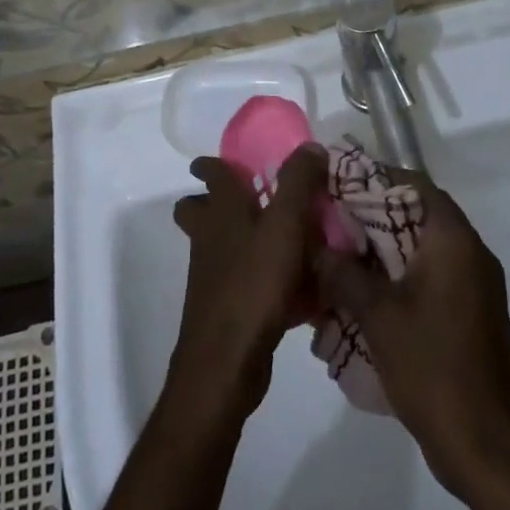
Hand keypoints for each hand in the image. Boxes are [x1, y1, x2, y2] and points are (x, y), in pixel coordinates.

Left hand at [169, 145, 329, 419]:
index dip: (213, 163)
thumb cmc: (253, 283)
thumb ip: (298, 182)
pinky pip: (243, 281)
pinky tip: (296, 291)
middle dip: (214, 201)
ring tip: (285, 242)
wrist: (225, 362)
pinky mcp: (224, 308)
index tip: (228, 160)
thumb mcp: (285, 225)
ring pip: (220, 245)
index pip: (211, 173)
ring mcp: (212, 274)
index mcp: (221, 210)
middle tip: (252, 199)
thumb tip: (311, 146)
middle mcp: (210, 237)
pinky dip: (261, 278)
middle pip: (198, 210)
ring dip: (242, 240)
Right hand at [312, 176, 509, 492]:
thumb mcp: (377, 315)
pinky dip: (400, 275)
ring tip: (341, 256)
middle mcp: (470, 253)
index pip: (414, 184)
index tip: (339, 184)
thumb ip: (343, 273)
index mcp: (453, 240)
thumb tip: (317, 247)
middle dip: (374, 215)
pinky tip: (366, 294)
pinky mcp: (472, 314)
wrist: (486, 447)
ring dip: (384, 248)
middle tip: (332, 221)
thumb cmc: (432, 367)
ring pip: (422, 247)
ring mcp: (475, 286)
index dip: (376, 178)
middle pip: (417, 214)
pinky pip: (432, 276)